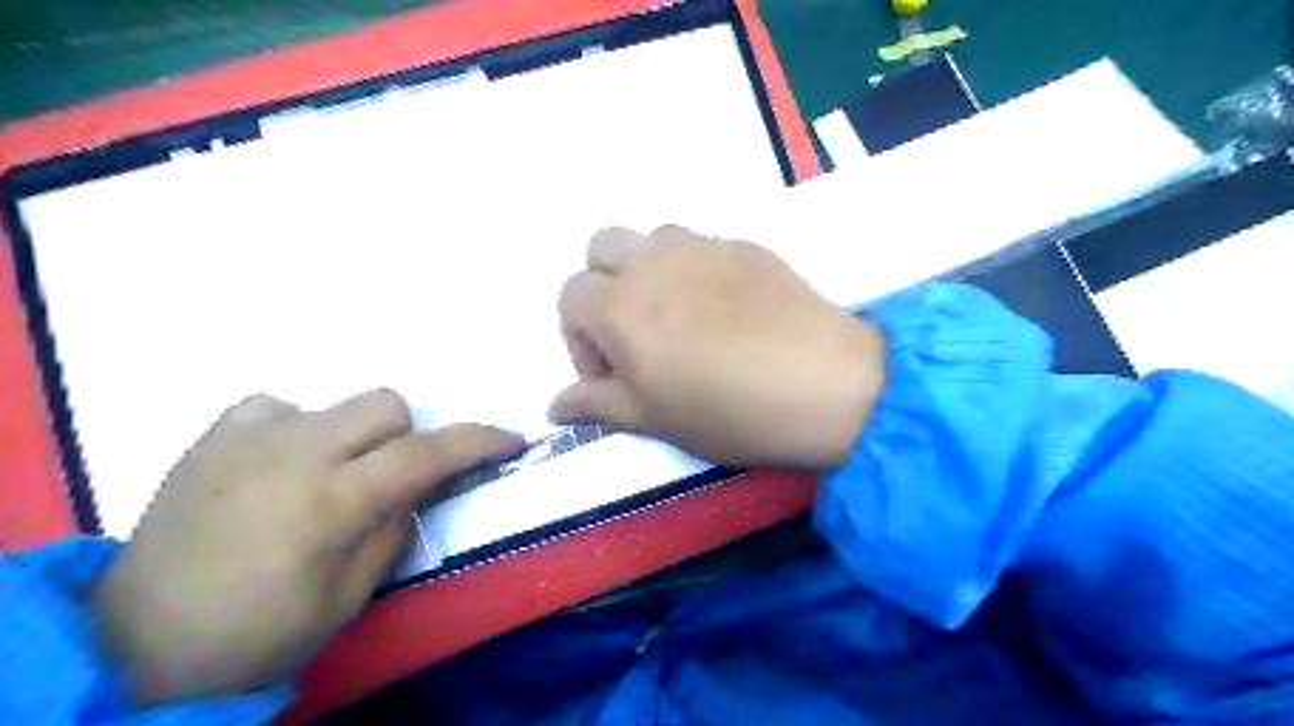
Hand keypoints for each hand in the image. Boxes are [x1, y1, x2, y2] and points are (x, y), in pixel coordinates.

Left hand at [93, 392, 520, 702]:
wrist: (137, 644)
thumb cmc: (258, 634)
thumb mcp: (348, 597)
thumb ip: (393, 527)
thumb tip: (417, 486)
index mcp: (330, 503)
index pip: (425, 454)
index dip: (478, 442)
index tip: (512, 440)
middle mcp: (293, 454)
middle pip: (386, 404)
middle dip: (407, 437)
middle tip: (389, 481)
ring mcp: (247, 439)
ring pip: (338, 402)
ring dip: (355, 436)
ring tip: (329, 478)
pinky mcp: (212, 437)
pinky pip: (279, 407)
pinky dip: (298, 428)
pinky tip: (282, 465)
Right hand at [549, 227, 885, 471]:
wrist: (824, 385)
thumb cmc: (729, 411)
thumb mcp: (654, 420)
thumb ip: (599, 404)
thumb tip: (554, 407)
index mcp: (620, 307)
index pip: (570, 297)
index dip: (580, 339)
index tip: (612, 375)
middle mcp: (653, 264)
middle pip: (601, 246)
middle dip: (604, 285)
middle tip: (635, 332)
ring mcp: (703, 247)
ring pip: (652, 238)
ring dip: (649, 270)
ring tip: (679, 315)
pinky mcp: (745, 245)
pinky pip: (702, 245)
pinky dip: (695, 269)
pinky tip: (726, 310)